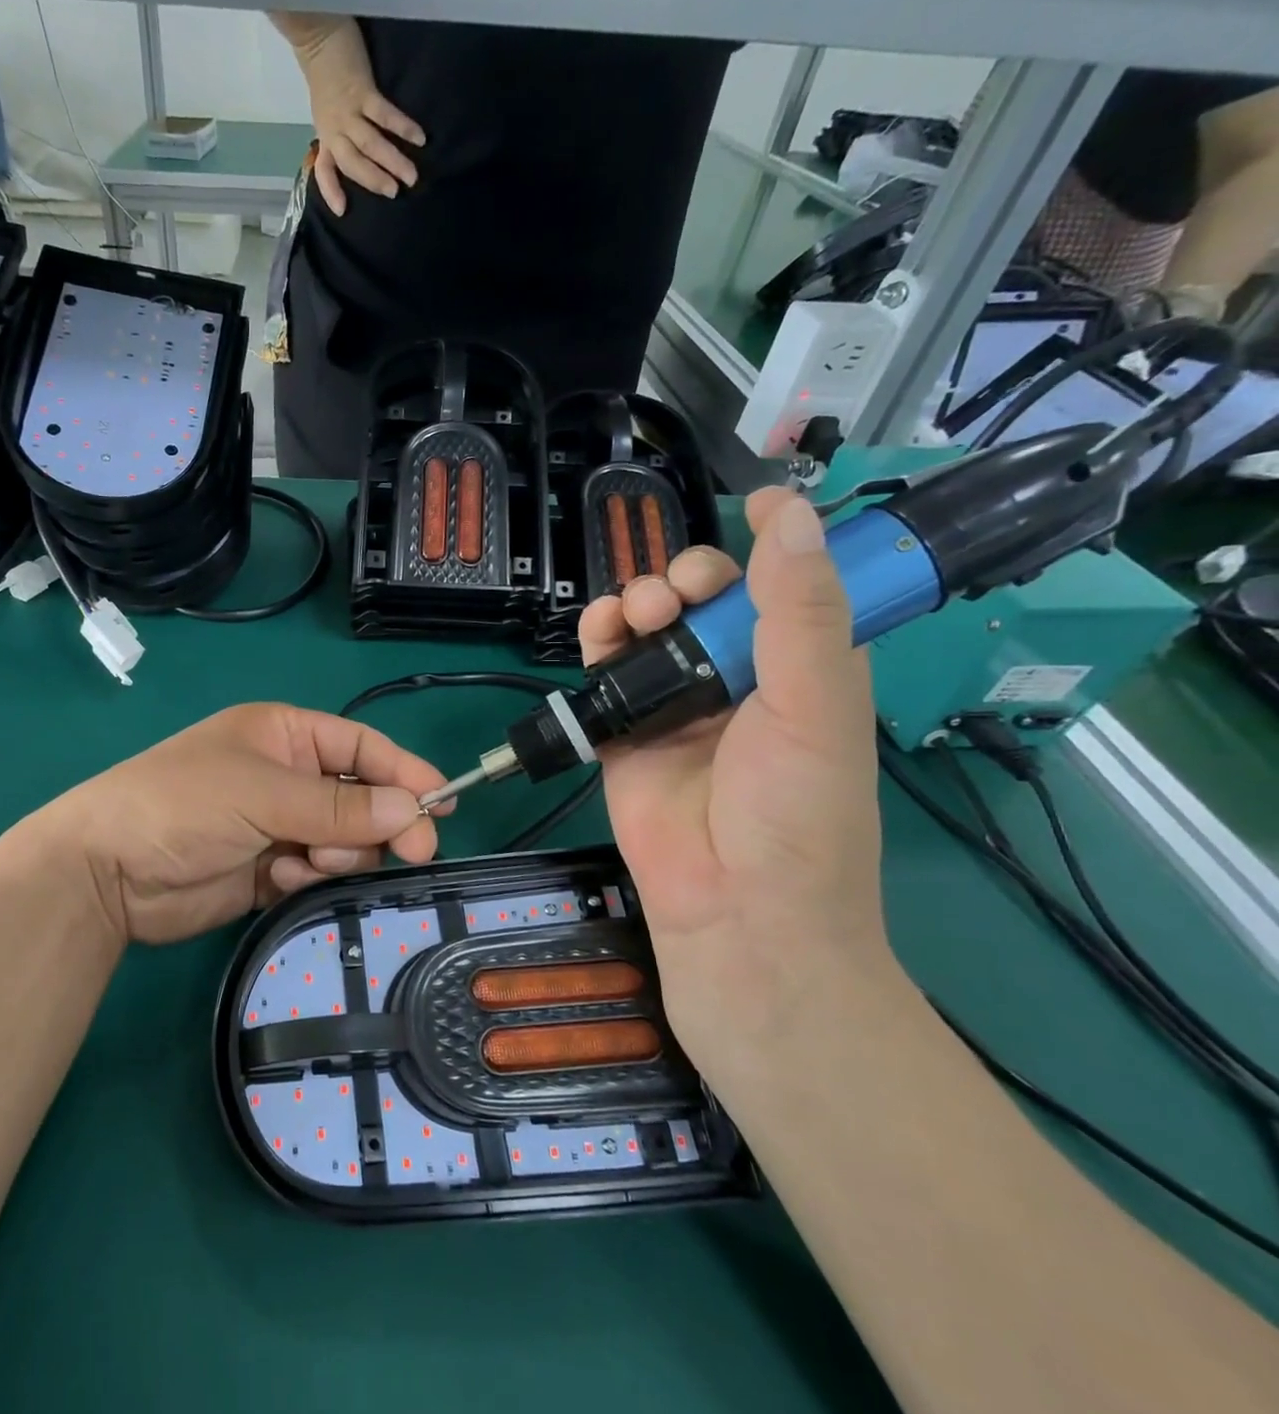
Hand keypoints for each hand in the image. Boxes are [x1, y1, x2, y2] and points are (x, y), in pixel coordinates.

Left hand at [40, 703, 446, 944]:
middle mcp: (287, 776)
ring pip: (345, 840)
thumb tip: (413, 810)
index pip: (360, 747)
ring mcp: (278, 825)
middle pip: (361, 797)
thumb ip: (339, 808)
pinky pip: (317, 872)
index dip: (403, 772)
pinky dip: (310, 878)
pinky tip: (279, 880)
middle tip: (410, 852)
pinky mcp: (270, 870)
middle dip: (379, 823)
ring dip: (339, 853)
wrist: (107, 873)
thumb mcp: (263, 794)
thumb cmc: (183, 804)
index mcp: (284, 735)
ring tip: (306, 863)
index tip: (442, 804)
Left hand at [283, 14, 424, 215]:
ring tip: (411, 176)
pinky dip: (402, 127)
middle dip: (375, 180)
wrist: (318, 36)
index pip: (325, 170)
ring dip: (392, 161)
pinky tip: (418, 138)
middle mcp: (335, 130)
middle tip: (396, 193)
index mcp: (326, 137)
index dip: (331, 191)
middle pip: (354, 163)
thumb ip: (337, 136)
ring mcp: (349, 112)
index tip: (342, 210)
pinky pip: (384, 114)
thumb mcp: (325, 114)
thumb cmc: (325, 78)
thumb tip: (357, 156)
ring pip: (371, 144)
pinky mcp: (363, 91)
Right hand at [577, 490, 895, 1064]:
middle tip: (677, 589)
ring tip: (637, 611)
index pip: (792, 586)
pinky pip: (608, 673)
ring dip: (640, 601)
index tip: (756, 503)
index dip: (778, 543)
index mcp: (804, 667)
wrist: (733, 910)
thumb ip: (800, 610)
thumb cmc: (795, 810)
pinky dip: (599, 643)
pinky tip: (599, 631)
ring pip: (652, 629)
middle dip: (689, 576)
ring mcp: (679, 706)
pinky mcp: (626, 732)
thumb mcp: (814, 703)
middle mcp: (741, 679)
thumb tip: (791, 512)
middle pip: (708, 600)